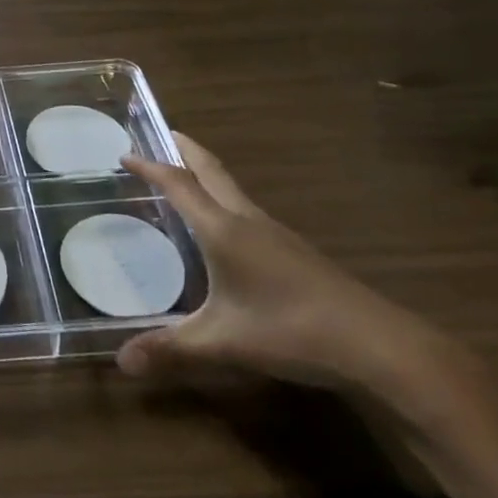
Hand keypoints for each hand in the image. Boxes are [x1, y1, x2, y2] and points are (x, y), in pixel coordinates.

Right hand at [117, 131, 480, 424]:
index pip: (179, 185)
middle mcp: (247, 220)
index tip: (125, 155)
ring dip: (206, 174)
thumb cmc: (290, 331)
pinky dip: (224, 200)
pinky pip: (247, 210)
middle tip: (163, 134)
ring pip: (233, 189)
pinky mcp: (295, 251)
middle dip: (185, 150)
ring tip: (187, 177)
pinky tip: (226, 227)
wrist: (376, 344)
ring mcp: (276, 233)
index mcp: (223, 230)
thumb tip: (121, 362)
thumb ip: (171, 349)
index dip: (150, 167)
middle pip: (211, 171)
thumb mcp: (223, 343)